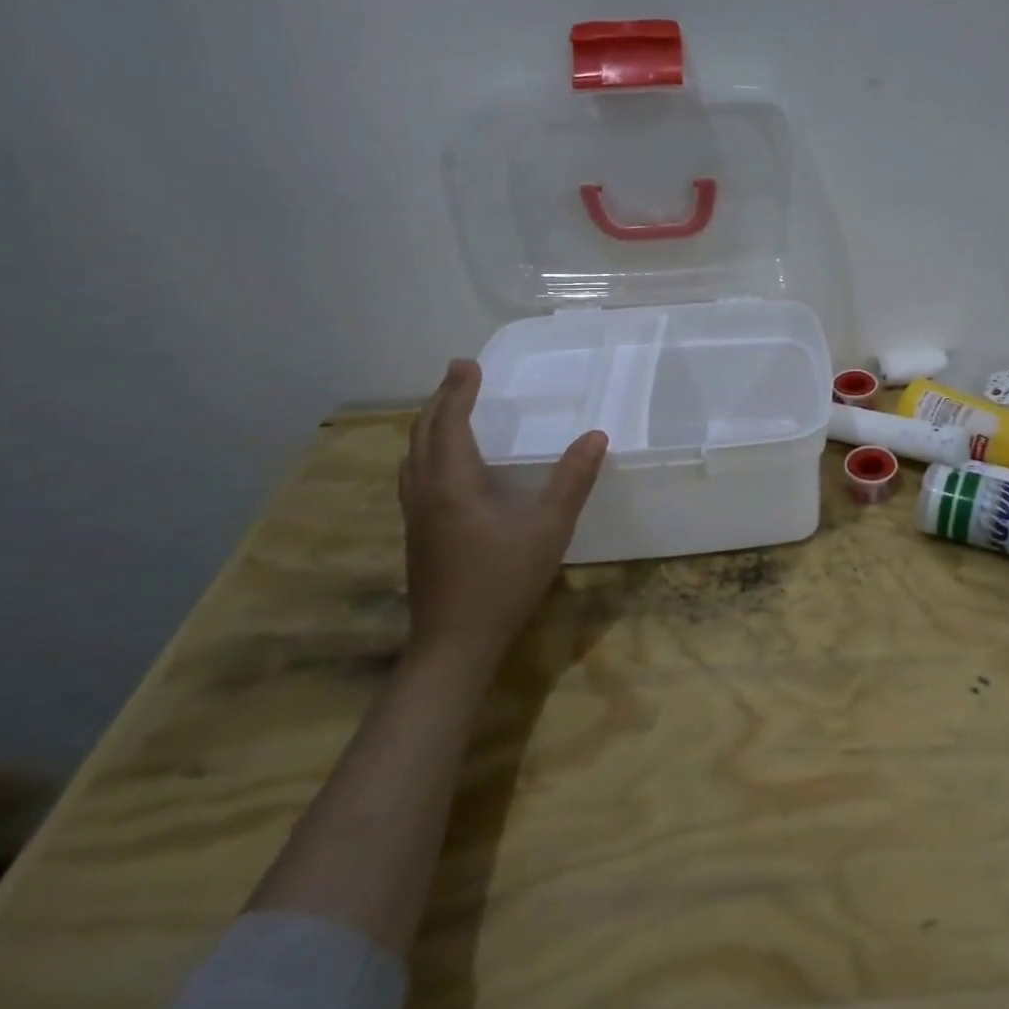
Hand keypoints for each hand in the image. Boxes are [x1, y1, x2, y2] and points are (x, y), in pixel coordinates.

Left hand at [398, 359, 606, 676]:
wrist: (454, 644)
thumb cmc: (502, 582)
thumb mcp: (548, 529)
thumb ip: (572, 481)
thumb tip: (595, 436)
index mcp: (452, 483)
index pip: (450, 422)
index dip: (459, 391)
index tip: (468, 363)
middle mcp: (426, 492)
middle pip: (423, 433)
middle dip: (440, 400)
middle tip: (458, 375)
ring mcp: (416, 515)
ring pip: (412, 455)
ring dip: (428, 425)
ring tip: (447, 410)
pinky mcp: (417, 534)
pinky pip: (414, 475)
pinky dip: (426, 451)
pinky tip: (443, 466)